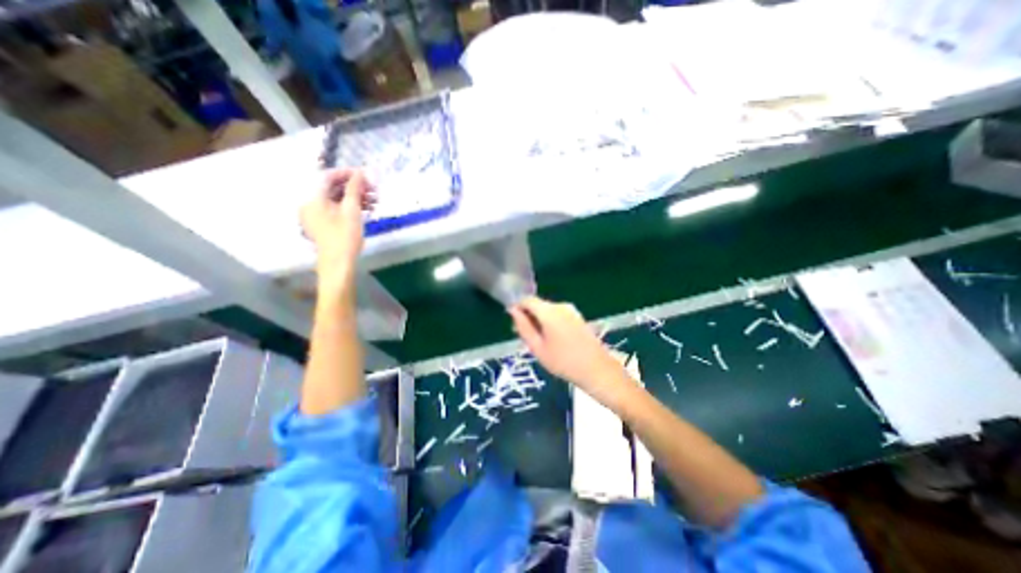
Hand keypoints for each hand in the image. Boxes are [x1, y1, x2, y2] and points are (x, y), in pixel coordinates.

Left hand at [299, 168, 376, 293]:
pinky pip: (336, 209)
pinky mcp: (323, 224)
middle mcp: (310, 204)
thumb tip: (359, 172)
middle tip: (373, 189)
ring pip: (336, 199)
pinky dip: (350, 207)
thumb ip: (354, 189)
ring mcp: (316, 215)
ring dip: (355, 197)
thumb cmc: (344, 236)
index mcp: (313, 198)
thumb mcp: (352, 210)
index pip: (328, 177)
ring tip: (374, 201)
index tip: (365, 175)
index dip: (347, 174)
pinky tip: (366, 210)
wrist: (338, 262)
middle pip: (333, 188)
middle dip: (354, 187)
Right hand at [507, 298, 626, 395]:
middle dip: (528, 316)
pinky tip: (553, 340)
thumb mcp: (537, 347)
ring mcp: (571, 310)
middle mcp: (560, 305)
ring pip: (547, 310)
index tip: (514, 324)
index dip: (517, 308)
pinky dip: (550, 323)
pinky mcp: (578, 317)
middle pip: (538, 304)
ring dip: (539, 320)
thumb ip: (523, 327)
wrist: (597, 370)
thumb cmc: (563, 362)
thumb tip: (513, 311)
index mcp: (549, 311)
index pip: (527, 299)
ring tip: (539, 342)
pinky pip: (558, 315)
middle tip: (525, 337)